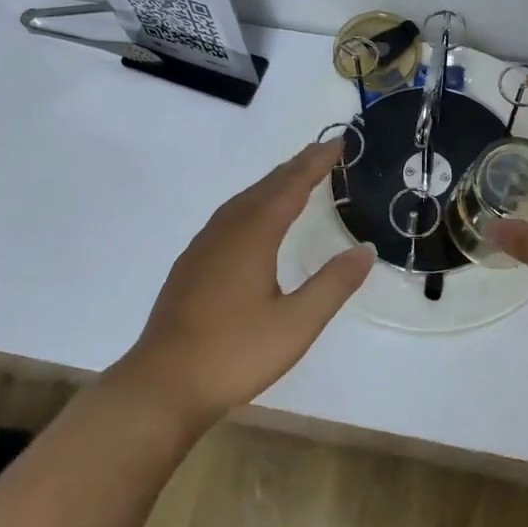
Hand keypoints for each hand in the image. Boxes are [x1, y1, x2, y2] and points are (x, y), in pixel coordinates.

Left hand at [110, 140, 373, 429]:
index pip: (291, 186)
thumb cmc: (234, 353)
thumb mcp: (296, 324)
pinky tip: (255, 223)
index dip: (315, 163)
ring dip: (272, 185)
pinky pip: (229, 217)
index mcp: (253, 235)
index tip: (337, 143)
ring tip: (295, 180)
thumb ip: (333, 284)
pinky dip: (252, 205)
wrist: (163, 384)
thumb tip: (365, 249)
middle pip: (265, 186)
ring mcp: (203, 246)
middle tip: (323, 154)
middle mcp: (226, 230)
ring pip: (243, 201)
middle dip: (296, 167)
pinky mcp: (191, 264)